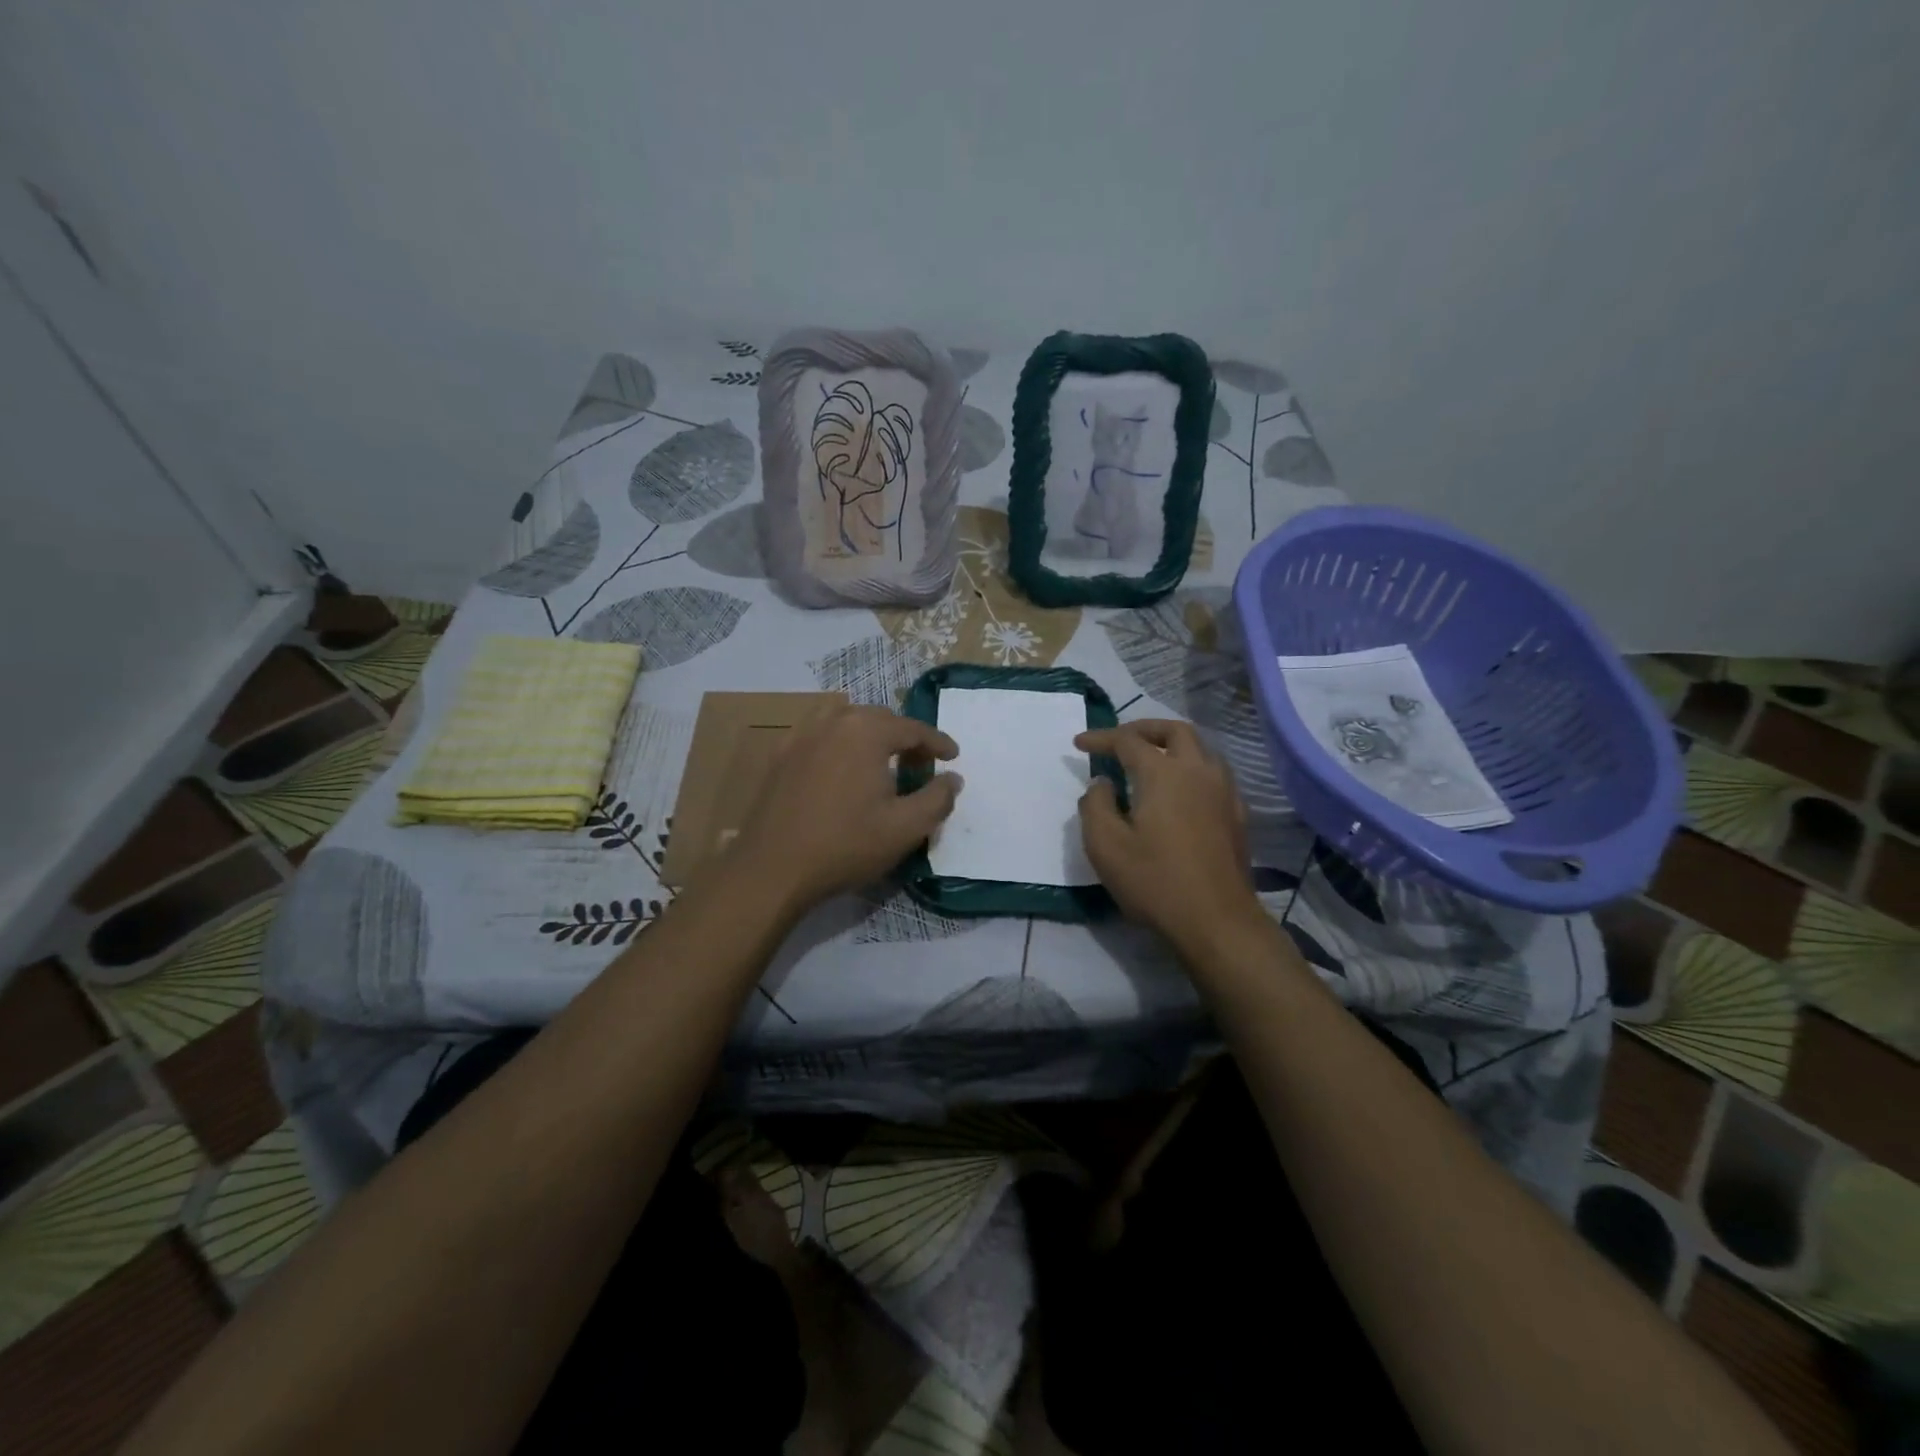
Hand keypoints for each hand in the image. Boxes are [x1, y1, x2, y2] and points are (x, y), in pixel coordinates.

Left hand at [727, 704, 961, 913]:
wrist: (772, 868)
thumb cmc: (846, 845)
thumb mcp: (906, 828)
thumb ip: (937, 799)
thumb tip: (953, 778)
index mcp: (867, 732)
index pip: (913, 729)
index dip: (938, 743)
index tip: (953, 757)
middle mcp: (833, 721)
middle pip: (879, 718)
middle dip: (904, 737)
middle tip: (919, 765)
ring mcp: (801, 735)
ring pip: (844, 719)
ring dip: (869, 732)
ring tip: (879, 758)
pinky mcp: (779, 755)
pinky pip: (817, 733)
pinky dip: (837, 740)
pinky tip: (839, 765)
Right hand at [1075, 720, 1262, 954]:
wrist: (1217, 921)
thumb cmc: (1155, 881)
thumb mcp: (1105, 846)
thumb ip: (1095, 805)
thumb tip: (1103, 782)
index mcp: (1163, 773)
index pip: (1128, 740)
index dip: (1100, 738)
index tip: (1079, 744)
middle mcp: (1198, 771)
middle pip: (1174, 731)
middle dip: (1143, 729)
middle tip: (1120, 740)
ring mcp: (1224, 792)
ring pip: (1201, 748)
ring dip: (1172, 745)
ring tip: (1150, 760)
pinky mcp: (1237, 815)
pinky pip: (1214, 773)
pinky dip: (1191, 768)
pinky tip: (1180, 791)